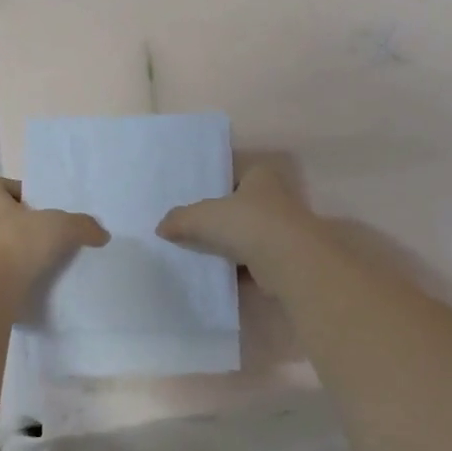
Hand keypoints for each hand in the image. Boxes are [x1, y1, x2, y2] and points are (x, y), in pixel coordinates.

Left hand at [0, 177, 107, 287]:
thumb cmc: (16, 242)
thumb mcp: (61, 226)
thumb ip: (83, 225)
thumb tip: (102, 234)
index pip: (2, 185)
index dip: (23, 192)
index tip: (45, 205)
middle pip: (5, 216)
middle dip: (28, 224)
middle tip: (55, 231)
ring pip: (5, 245)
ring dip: (24, 251)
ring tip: (53, 258)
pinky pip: (4, 271)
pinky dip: (20, 274)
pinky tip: (42, 279)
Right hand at [156, 162, 321, 288]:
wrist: (290, 262)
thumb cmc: (248, 224)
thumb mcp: (203, 216)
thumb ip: (181, 219)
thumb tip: (161, 227)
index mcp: (261, 177)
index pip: (236, 175)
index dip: (217, 187)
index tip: (197, 202)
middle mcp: (276, 199)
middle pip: (242, 207)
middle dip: (222, 219)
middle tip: (192, 230)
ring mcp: (283, 231)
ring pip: (249, 236)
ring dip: (231, 246)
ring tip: (200, 255)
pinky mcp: (284, 259)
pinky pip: (254, 262)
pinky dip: (238, 269)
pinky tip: (218, 275)